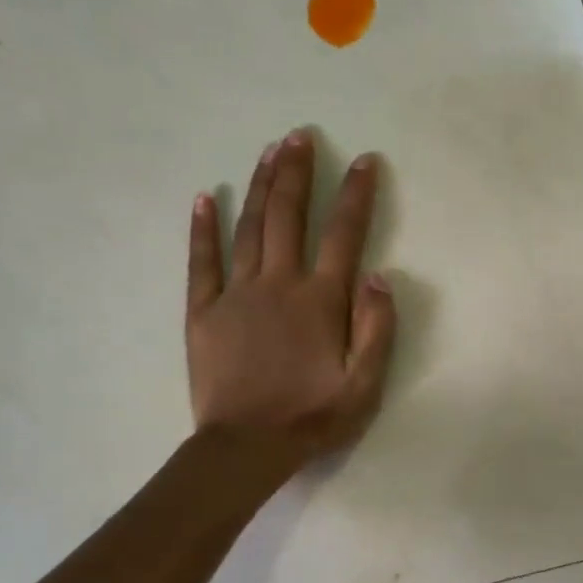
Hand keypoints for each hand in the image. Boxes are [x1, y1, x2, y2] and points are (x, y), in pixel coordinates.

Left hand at [186, 129, 396, 475]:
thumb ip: (377, 328)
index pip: (345, 235)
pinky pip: (202, 261)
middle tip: (300, 135)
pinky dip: (203, 228)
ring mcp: (236, 294)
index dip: (356, 195)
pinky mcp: (204, 311)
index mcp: (320, 301)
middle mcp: (279, 285)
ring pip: (249, 228)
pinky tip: (204, 197)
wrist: (247, 447)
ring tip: (269, 151)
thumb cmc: (312, 417)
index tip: (365, 160)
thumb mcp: (364, 384)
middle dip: (297, 172)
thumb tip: (380, 275)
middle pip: (289, 216)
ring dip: (260, 186)